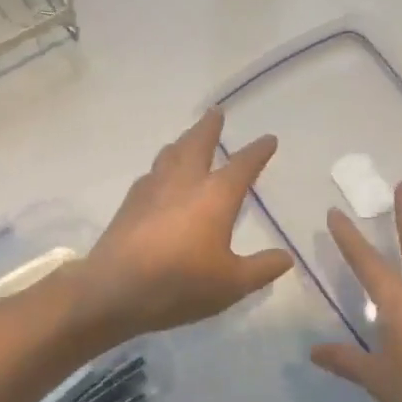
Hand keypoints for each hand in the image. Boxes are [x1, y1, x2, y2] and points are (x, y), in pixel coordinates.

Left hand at [68, 108, 295, 344]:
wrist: (114, 289)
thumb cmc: (180, 284)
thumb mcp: (231, 284)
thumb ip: (262, 268)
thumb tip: (286, 257)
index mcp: (215, 195)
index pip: (243, 165)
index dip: (258, 151)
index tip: (268, 139)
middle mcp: (184, 182)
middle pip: (198, 143)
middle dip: (210, 127)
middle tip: (216, 112)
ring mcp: (153, 188)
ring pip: (171, 153)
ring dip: (183, 141)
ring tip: (188, 139)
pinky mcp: (130, 202)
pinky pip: (151, 173)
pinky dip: (162, 166)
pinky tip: (159, 176)